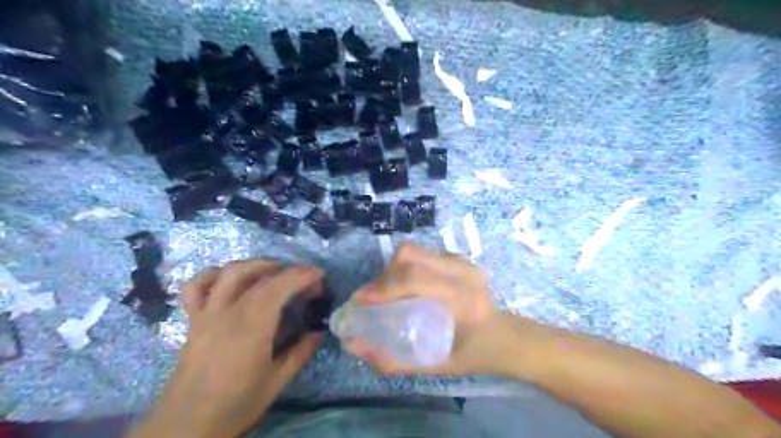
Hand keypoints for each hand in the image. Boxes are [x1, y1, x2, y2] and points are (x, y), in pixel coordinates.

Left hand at [131, 260, 322, 437]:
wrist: (186, 425)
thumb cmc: (237, 403)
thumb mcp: (277, 381)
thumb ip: (300, 352)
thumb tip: (318, 332)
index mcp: (253, 326)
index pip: (280, 286)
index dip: (302, 275)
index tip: (319, 275)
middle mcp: (229, 311)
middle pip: (261, 276)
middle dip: (289, 271)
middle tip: (305, 280)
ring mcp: (207, 313)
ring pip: (230, 272)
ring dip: (256, 265)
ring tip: (273, 271)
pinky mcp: (193, 320)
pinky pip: (196, 287)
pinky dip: (213, 275)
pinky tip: (227, 279)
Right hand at [344, 243, 510, 376]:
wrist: (504, 336)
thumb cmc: (472, 354)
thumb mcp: (434, 366)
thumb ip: (393, 359)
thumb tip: (353, 345)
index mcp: (462, 299)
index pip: (415, 279)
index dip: (383, 287)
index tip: (362, 300)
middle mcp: (463, 272)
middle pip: (411, 255)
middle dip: (385, 274)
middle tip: (374, 297)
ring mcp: (463, 261)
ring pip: (415, 250)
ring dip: (394, 269)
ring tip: (388, 291)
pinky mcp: (459, 257)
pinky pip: (424, 254)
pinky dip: (407, 266)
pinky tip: (407, 285)